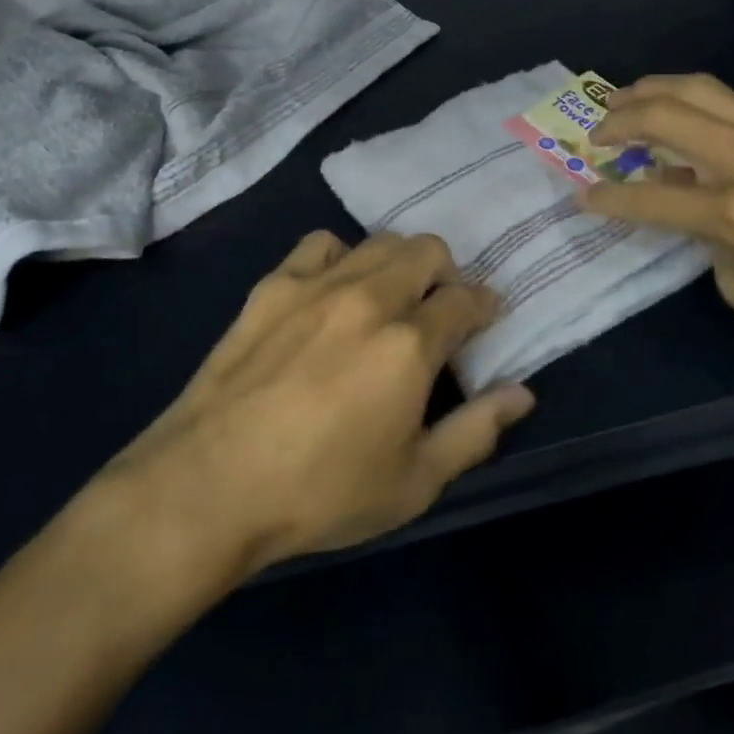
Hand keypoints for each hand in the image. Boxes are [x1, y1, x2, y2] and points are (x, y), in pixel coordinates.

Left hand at [90, 230, 533, 582]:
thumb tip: (523, 394)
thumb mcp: (414, 483)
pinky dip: (341, 258)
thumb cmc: (320, 492)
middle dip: (445, 274)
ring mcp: (319, 283)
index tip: (484, 318)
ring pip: (379, 241)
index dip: (484, 305)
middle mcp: (371, 297)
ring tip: (388, 299)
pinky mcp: (275, 284)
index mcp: (410, 342)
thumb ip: (475, 432)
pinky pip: (322, 244)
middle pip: (427, 250)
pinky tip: (332, 291)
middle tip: (436, 311)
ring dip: (398, 263)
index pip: (465, 300)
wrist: (210, 483)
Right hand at [581, 74, 733, 367]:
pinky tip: (705, 123)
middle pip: (665, 114)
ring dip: (656, 90)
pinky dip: (709, 109)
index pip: (648, 196)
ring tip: (629, 98)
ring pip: (703, 89)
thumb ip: (712, 245)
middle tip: (598, 129)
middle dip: (619, 118)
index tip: (583, 193)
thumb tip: (700, 212)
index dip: (606, 197)